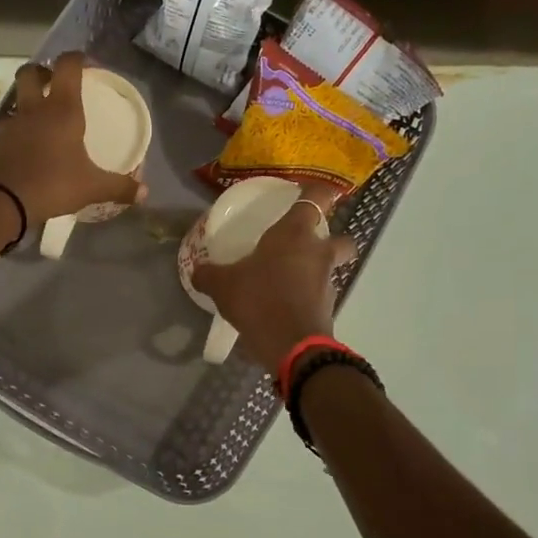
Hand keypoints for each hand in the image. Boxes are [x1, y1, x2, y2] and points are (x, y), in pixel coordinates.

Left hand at [0, 52, 144, 225]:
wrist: (1, 200)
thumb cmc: (52, 183)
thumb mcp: (92, 187)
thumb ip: (119, 187)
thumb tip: (144, 192)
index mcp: (62, 109)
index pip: (67, 66)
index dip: (77, 58)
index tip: (88, 64)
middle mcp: (34, 110)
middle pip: (31, 72)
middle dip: (42, 72)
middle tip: (55, 84)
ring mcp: (11, 125)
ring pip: (17, 100)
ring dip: (28, 102)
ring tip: (43, 119)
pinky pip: (8, 127)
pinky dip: (18, 130)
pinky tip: (28, 147)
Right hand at [192, 194, 358, 368]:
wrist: (291, 346)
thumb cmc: (259, 300)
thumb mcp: (223, 286)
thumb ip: (209, 275)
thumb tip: (196, 270)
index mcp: (295, 234)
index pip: (317, 197)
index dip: (318, 190)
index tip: (309, 191)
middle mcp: (318, 253)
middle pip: (341, 237)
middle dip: (331, 239)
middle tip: (307, 246)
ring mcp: (327, 282)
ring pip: (330, 268)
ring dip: (316, 271)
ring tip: (288, 281)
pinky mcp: (328, 309)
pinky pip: (319, 296)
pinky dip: (307, 298)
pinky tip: (285, 306)